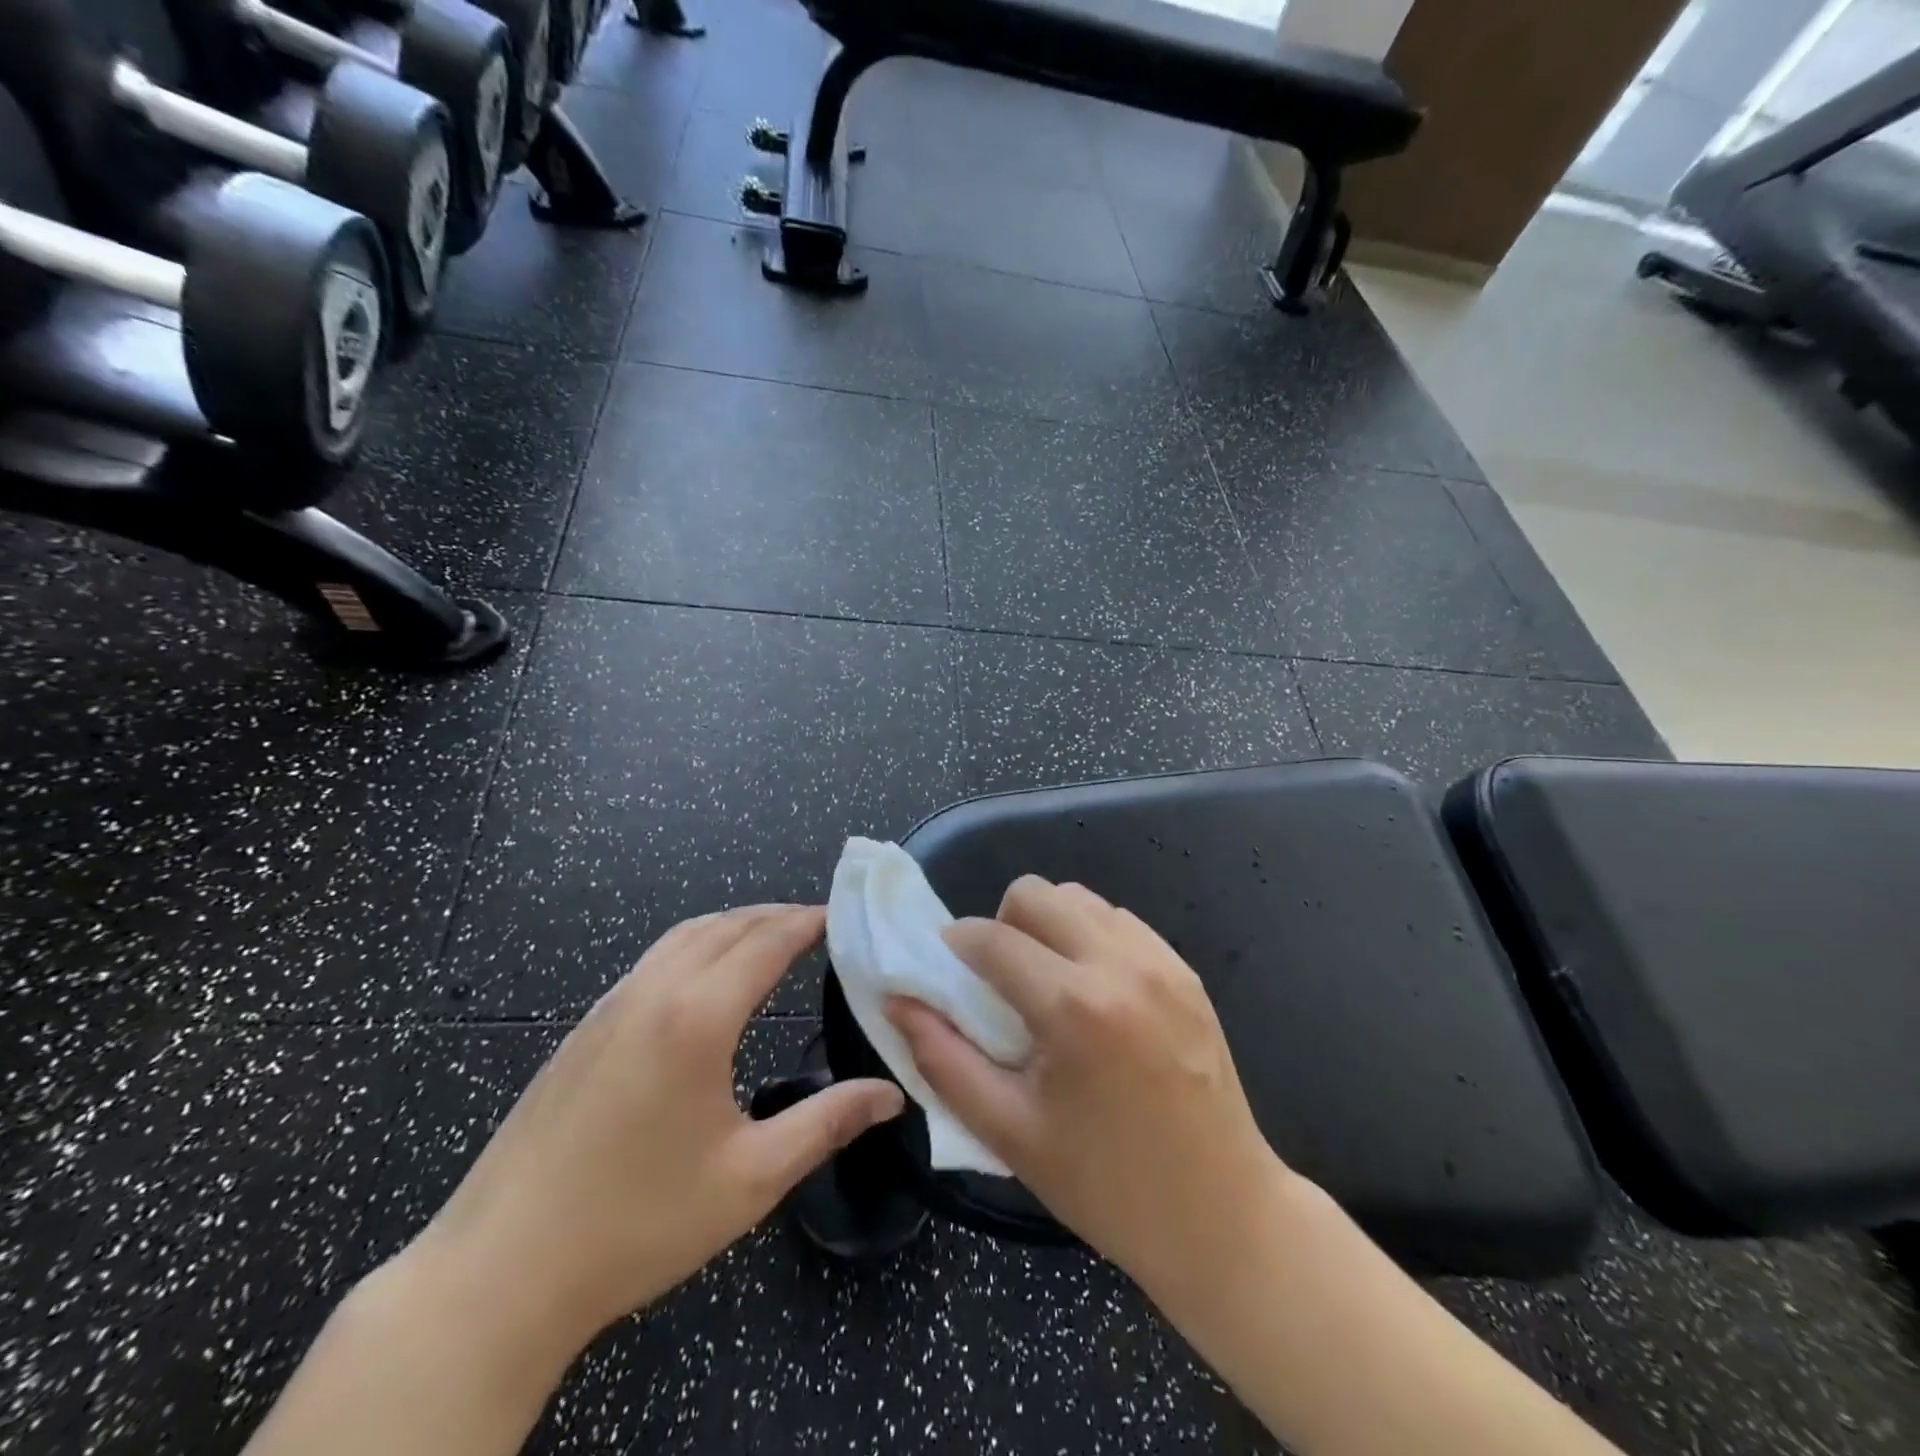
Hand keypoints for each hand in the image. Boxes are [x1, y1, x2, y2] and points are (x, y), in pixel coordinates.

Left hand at [412, 905, 904, 1351]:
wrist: (498, 1272)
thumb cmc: (638, 1223)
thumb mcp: (751, 1178)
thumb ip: (828, 1122)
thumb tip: (891, 1095)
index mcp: (697, 1016)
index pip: (766, 941)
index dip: (808, 921)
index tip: (842, 914)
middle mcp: (653, 991)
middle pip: (725, 925)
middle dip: (776, 915)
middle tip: (817, 925)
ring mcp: (610, 1006)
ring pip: (683, 935)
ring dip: (733, 925)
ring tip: (769, 940)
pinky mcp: (583, 1029)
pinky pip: (653, 960)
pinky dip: (695, 945)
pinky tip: (704, 982)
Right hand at [887, 878, 1288, 1307]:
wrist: (1222, 1216)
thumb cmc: (1106, 1185)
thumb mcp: (1008, 1132)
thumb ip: (942, 1058)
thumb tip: (898, 1000)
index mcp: (1074, 1006)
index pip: (992, 937)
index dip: (954, 945)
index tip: (945, 969)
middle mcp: (1120, 964)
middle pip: (1036, 893)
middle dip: (1002, 924)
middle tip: (1000, 980)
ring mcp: (1161, 962)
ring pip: (1080, 898)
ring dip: (1048, 927)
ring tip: (1048, 985)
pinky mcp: (1186, 971)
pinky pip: (1120, 922)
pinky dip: (1090, 937)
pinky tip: (1092, 992)